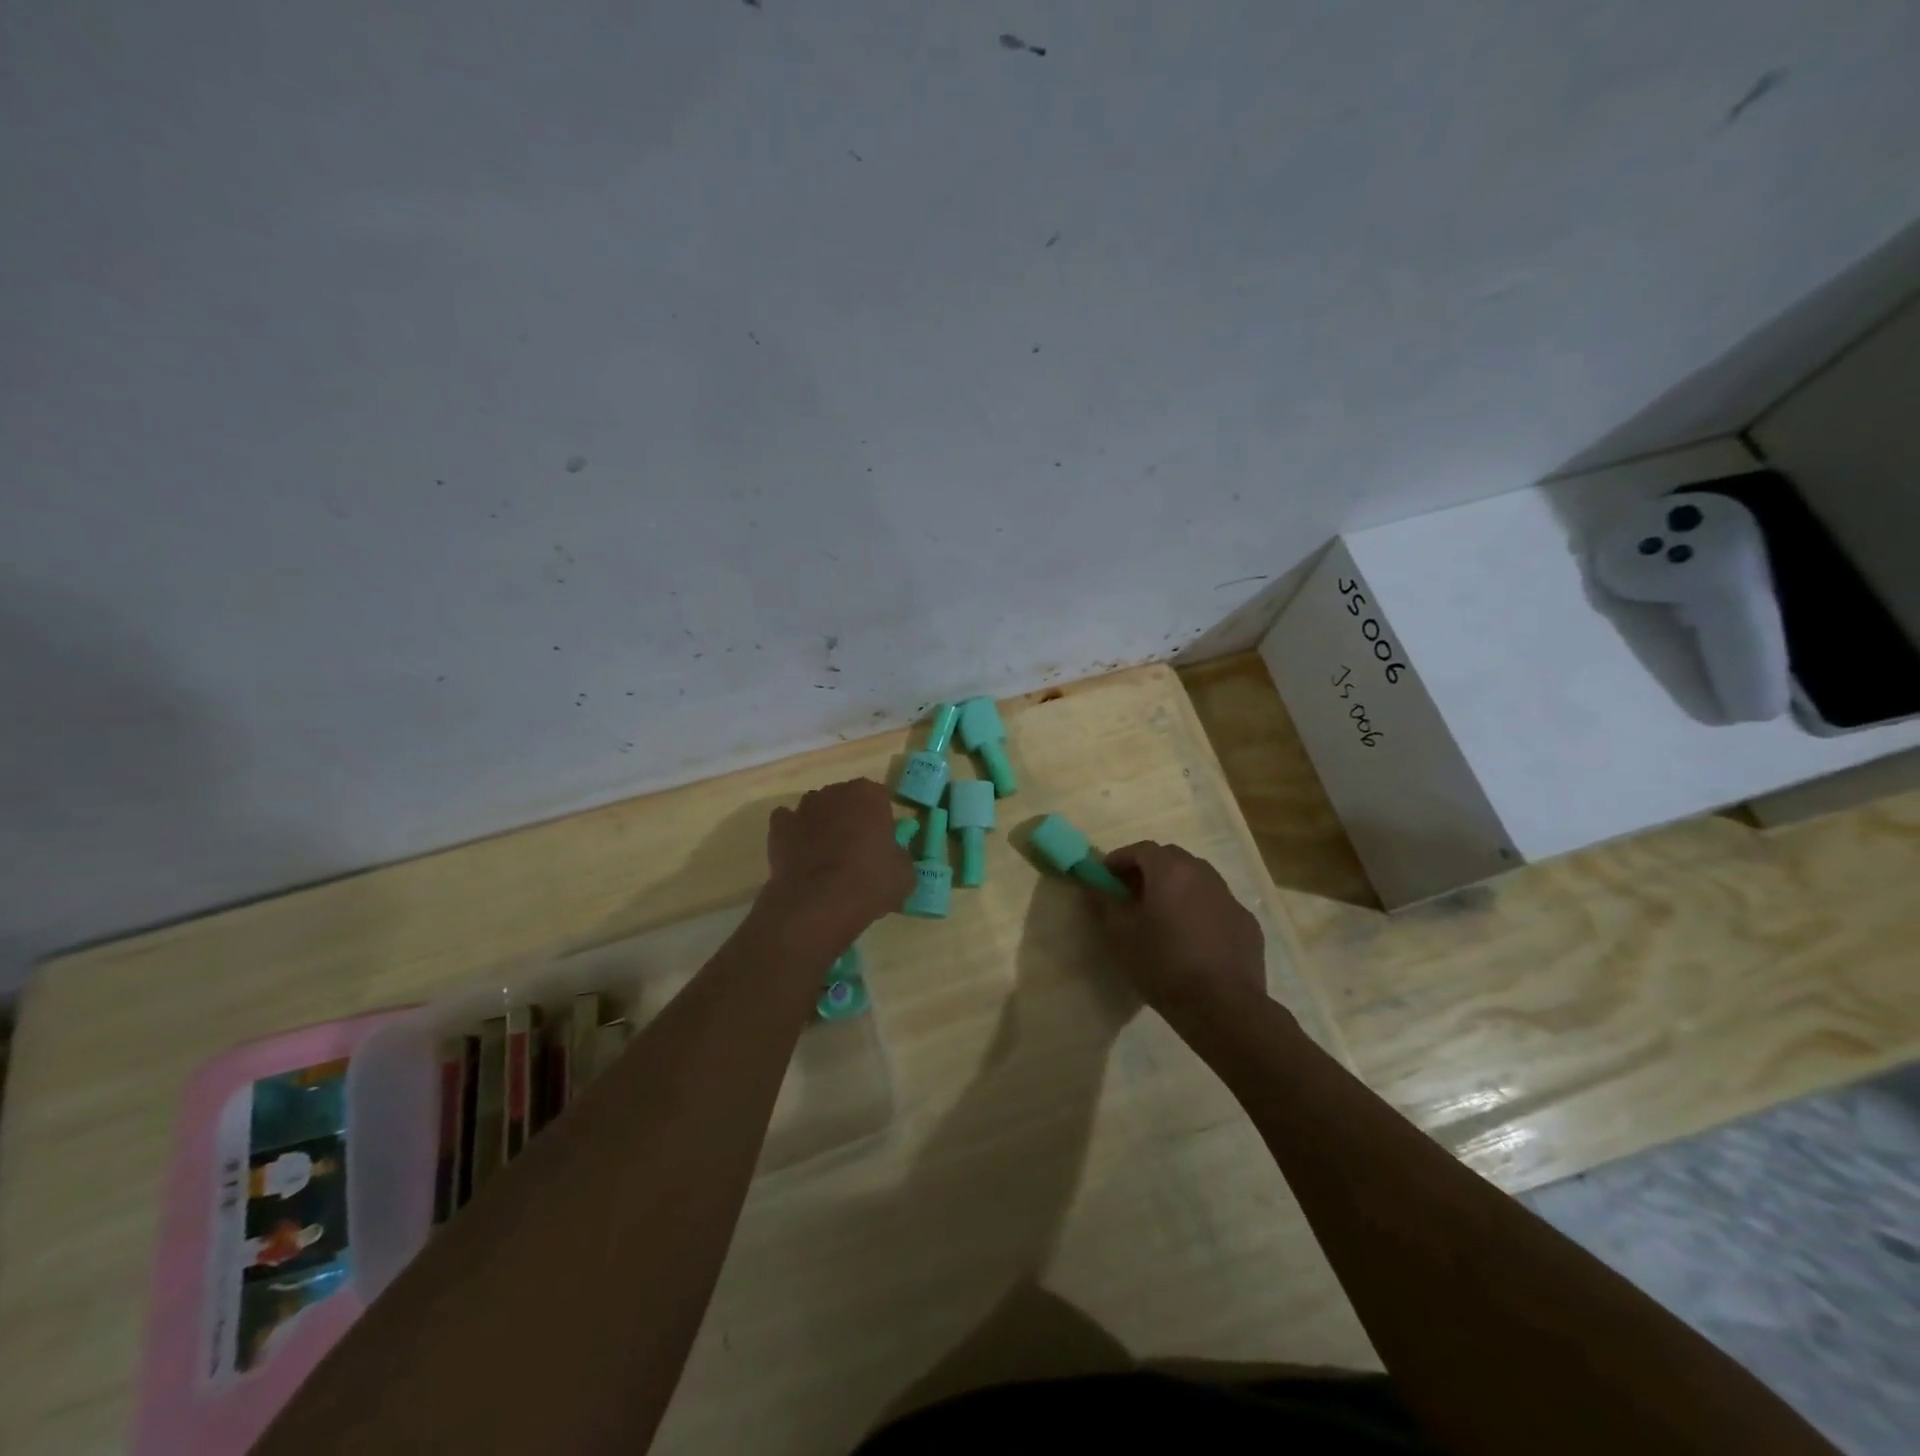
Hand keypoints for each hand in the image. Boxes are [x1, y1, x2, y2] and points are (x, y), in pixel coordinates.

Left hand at [763, 778, 915, 940]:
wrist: (817, 904)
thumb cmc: (869, 883)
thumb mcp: (904, 874)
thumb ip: (900, 856)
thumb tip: (892, 856)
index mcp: (869, 794)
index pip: (880, 799)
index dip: (881, 820)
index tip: (882, 843)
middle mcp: (834, 792)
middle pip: (846, 800)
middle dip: (851, 819)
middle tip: (857, 851)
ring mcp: (803, 808)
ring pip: (817, 810)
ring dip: (823, 826)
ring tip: (827, 859)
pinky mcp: (778, 828)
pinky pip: (789, 824)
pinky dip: (794, 835)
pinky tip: (801, 857)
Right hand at [1088, 842, 1267, 1020]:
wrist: (1223, 1007)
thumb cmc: (1163, 965)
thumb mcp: (1121, 936)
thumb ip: (1106, 904)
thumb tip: (1096, 887)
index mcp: (1170, 872)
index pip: (1142, 849)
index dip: (1120, 858)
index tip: (1106, 876)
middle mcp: (1203, 875)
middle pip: (1172, 858)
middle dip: (1149, 869)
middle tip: (1132, 893)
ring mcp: (1230, 898)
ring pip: (1198, 879)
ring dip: (1177, 887)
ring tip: (1163, 914)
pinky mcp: (1247, 923)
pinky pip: (1217, 905)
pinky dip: (1200, 909)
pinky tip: (1193, 937)